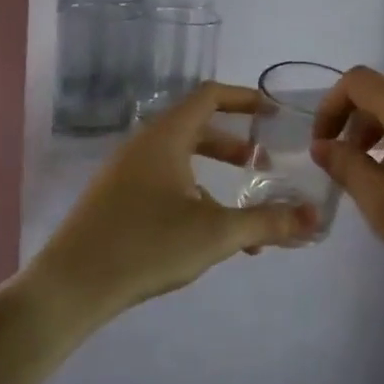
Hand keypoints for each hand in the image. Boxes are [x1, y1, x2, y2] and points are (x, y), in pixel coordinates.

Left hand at [30, 83, 317, 322]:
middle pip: (197, 128)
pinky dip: (193, 196)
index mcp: (166, 137)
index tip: (273, 112)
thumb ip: (268, 222)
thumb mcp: (216, 233)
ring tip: (243, 209)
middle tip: (263, 162)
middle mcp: (144, 146)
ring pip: (181, 160)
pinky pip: (164, 183)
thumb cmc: (146, 245)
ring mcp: (125, 173)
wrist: (68, 288)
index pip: (210, 96)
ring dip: (215, 176)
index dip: (245, 98)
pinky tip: (207, 235)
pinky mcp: (115, 201)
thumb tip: (315, 218)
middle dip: (234, 144)